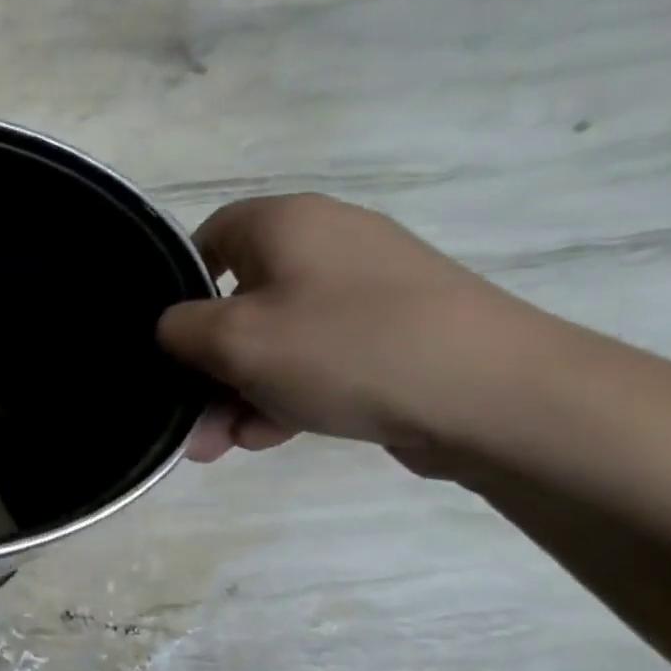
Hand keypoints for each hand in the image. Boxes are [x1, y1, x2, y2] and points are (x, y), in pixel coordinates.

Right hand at [157, 194, 538, 464]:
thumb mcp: (232, 339)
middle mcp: (326, 244)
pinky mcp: (396, 334)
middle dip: (206, 368)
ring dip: (239, 393)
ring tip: (220, 446)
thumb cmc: (344, 348)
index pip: (206, 239)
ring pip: (276, 340)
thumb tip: (173, 330)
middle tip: (190, 420)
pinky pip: (318, 359)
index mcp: (286, 223)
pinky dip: (286, 395)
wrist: (502, 397)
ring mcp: (367, 291)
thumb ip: (177, 330)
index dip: (178, 291)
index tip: (168, 343)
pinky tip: (268, 438)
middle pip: (237, 302)